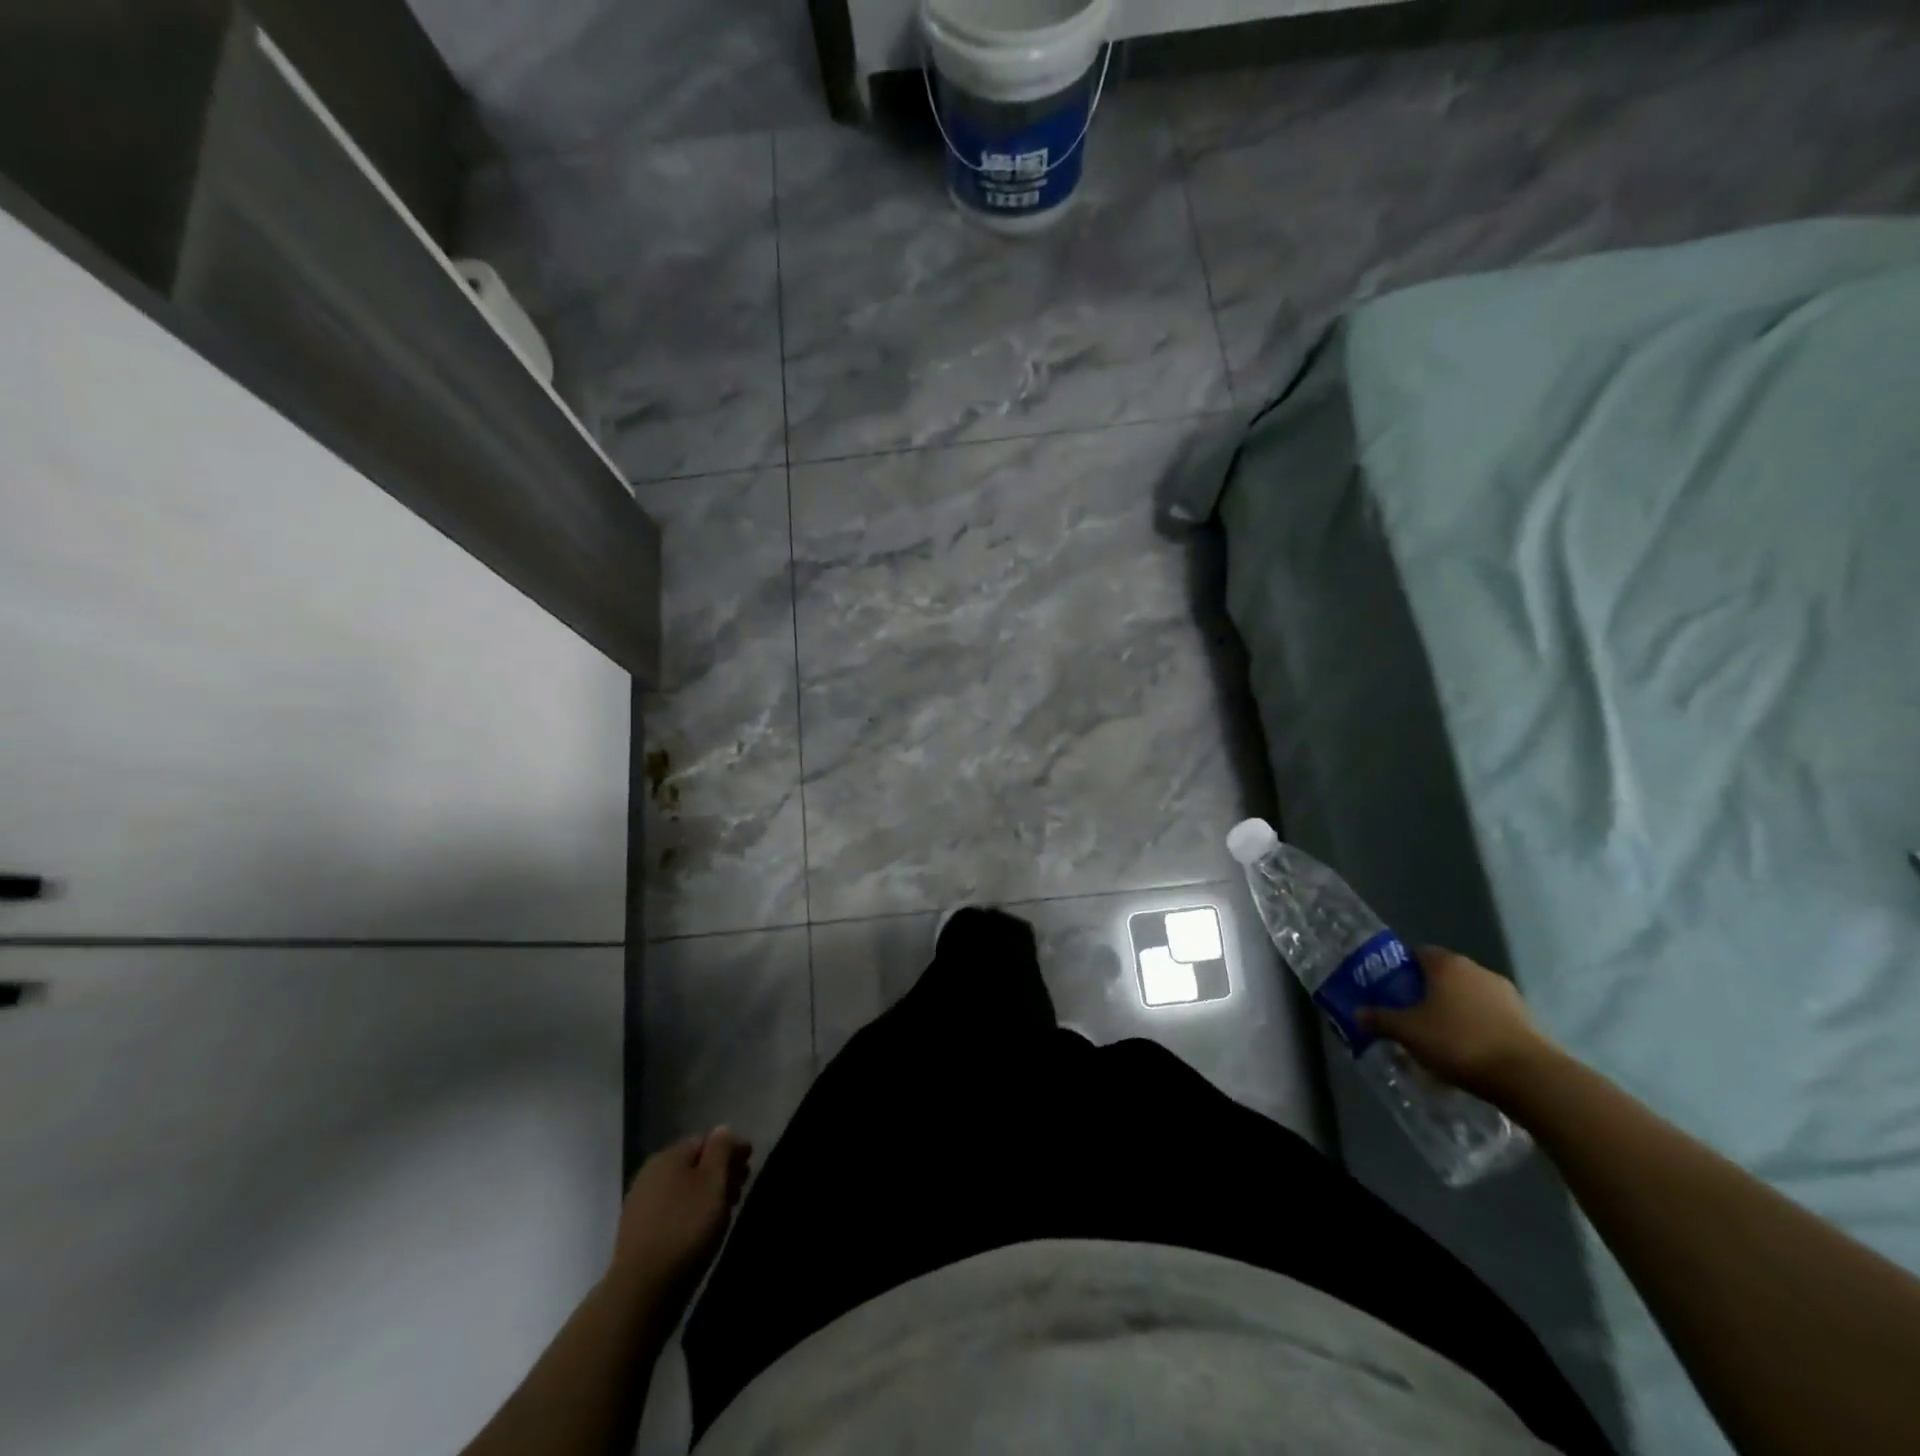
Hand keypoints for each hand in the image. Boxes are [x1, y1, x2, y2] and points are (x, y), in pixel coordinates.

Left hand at [610, 1128, 751, 1306]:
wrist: (641, 1291)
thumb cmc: (685, 1229)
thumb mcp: (713, 1182)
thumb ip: (721, 1150)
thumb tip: (722, 1129)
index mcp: (669, 1155)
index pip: (708, 1140)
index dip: (732, 1149)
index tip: (750, 1165)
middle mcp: (651, 1173)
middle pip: (694, 1163)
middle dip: (720, 1172)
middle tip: (741, 1189)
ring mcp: (641, 1203)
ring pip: (683, 1187)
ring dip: (706, 1193)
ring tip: (725, 1211)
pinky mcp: (638, 1232)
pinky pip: (672, 1210)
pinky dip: (690, 1211)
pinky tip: (700, 1228)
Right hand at [1362, 947, 1555, 1102]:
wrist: (1530, 1077)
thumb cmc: (1459, 1042)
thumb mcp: (1409, 1032)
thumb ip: (1381, 1019)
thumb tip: (1357, 1013)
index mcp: (1446, 964)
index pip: (1416, 954)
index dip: (1400, 970)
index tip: (1390, 991)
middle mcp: (1476, 970)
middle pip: (1442, 975)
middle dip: (1425, 993)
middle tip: (1409, 1016)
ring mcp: (1506, 994)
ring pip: (1467, 997)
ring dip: (1453, 1011)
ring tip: (1438, 1039)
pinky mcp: (1526, 1019)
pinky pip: (1489, 1016)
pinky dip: (1476, 1027)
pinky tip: (1467, 1052)